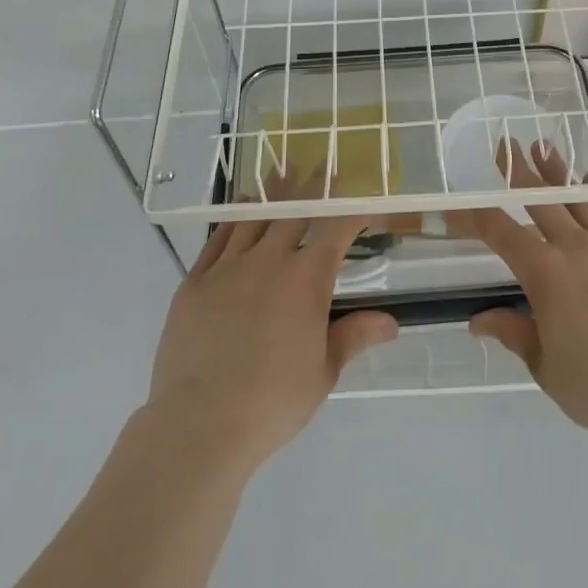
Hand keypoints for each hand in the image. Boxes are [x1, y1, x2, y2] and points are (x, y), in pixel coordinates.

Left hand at [144, 165, 397, 475]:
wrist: (199, 424)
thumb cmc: (272, 402)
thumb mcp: (322, 372)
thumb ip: (354, 336)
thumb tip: (392, 322)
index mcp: (306, 281)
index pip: (336, 229)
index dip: (351, 208)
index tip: (362, 195)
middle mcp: (269, 261)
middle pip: (294, 211)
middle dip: (312, 186)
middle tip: (321, 162)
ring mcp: (227, 268)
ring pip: (254, 217)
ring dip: (272, 193)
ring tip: (283, 170)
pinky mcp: (194, 282)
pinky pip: (218, 239)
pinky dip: (233, 219)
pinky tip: (240, 208)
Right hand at [456, 141, 587, 454]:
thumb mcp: (546, 367)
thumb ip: (514, 333)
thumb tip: (478, 321)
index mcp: (545, 274)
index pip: (501, 232)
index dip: (474, 217)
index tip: (457, 208)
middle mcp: (576, 249)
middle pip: (542, 199)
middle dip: (520, 171)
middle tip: (507, 147)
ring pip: (580, 199)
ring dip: (559, 172)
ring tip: (544, 148)